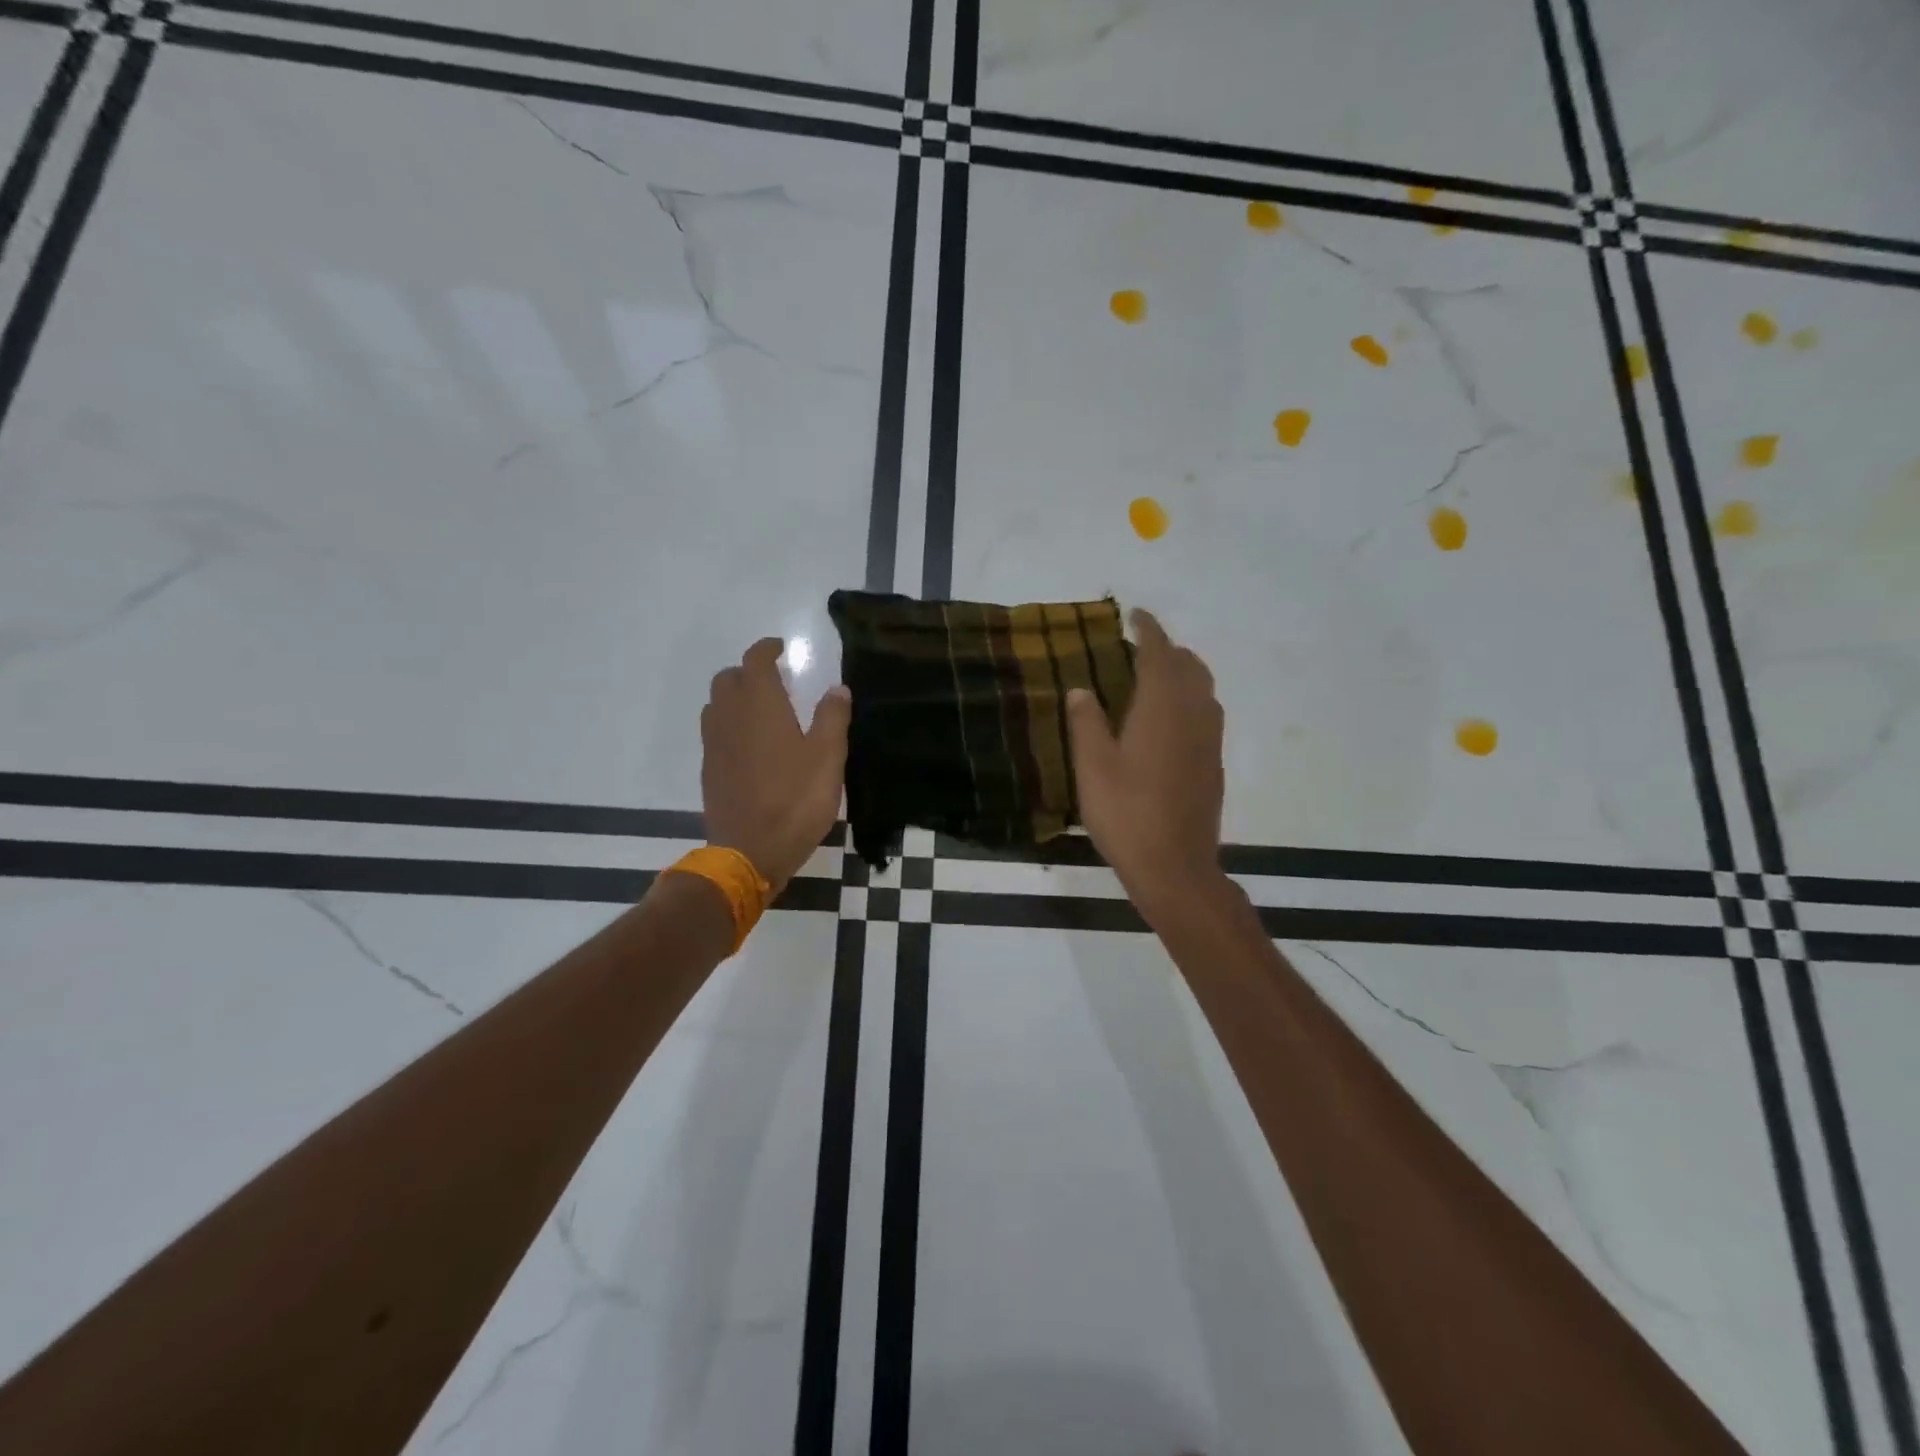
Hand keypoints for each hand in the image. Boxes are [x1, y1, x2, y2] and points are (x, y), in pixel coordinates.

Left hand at [701, 638, 850, 894]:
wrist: (750, 852)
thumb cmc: (795, 800)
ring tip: (761, 710)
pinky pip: (714, 733)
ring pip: (716, 705)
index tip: (781, 648)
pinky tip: (750, 746)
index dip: (767, 649)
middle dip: (748, 672)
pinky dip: (729, 725)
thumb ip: (833, 718)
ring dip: (735, 697)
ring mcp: (715, 745)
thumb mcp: (828, 758)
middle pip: (728, 679)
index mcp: (760, 706)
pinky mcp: (710, 771)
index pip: (755, 661)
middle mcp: (730, 717)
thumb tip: (837, 688)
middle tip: (774, 681)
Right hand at [1066, 608, 1225, 922]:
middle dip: (1167, 649)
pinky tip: (1169, 720)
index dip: (1148, 629)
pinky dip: (1190, 699)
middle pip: (1189, 665)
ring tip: (1154, 678)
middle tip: (1139, 648)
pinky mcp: (1214, 763)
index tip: (1136, 614)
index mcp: (1162, 707)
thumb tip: (1081, 689)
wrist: (1175, 866)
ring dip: (1182, 672)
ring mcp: (1210, 740)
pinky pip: (1207, 713)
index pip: (1159, 653)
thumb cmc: (1126, 813)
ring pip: (1203, 689)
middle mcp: (1194, 714)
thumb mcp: (1093, 767)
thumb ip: (1086, 722)